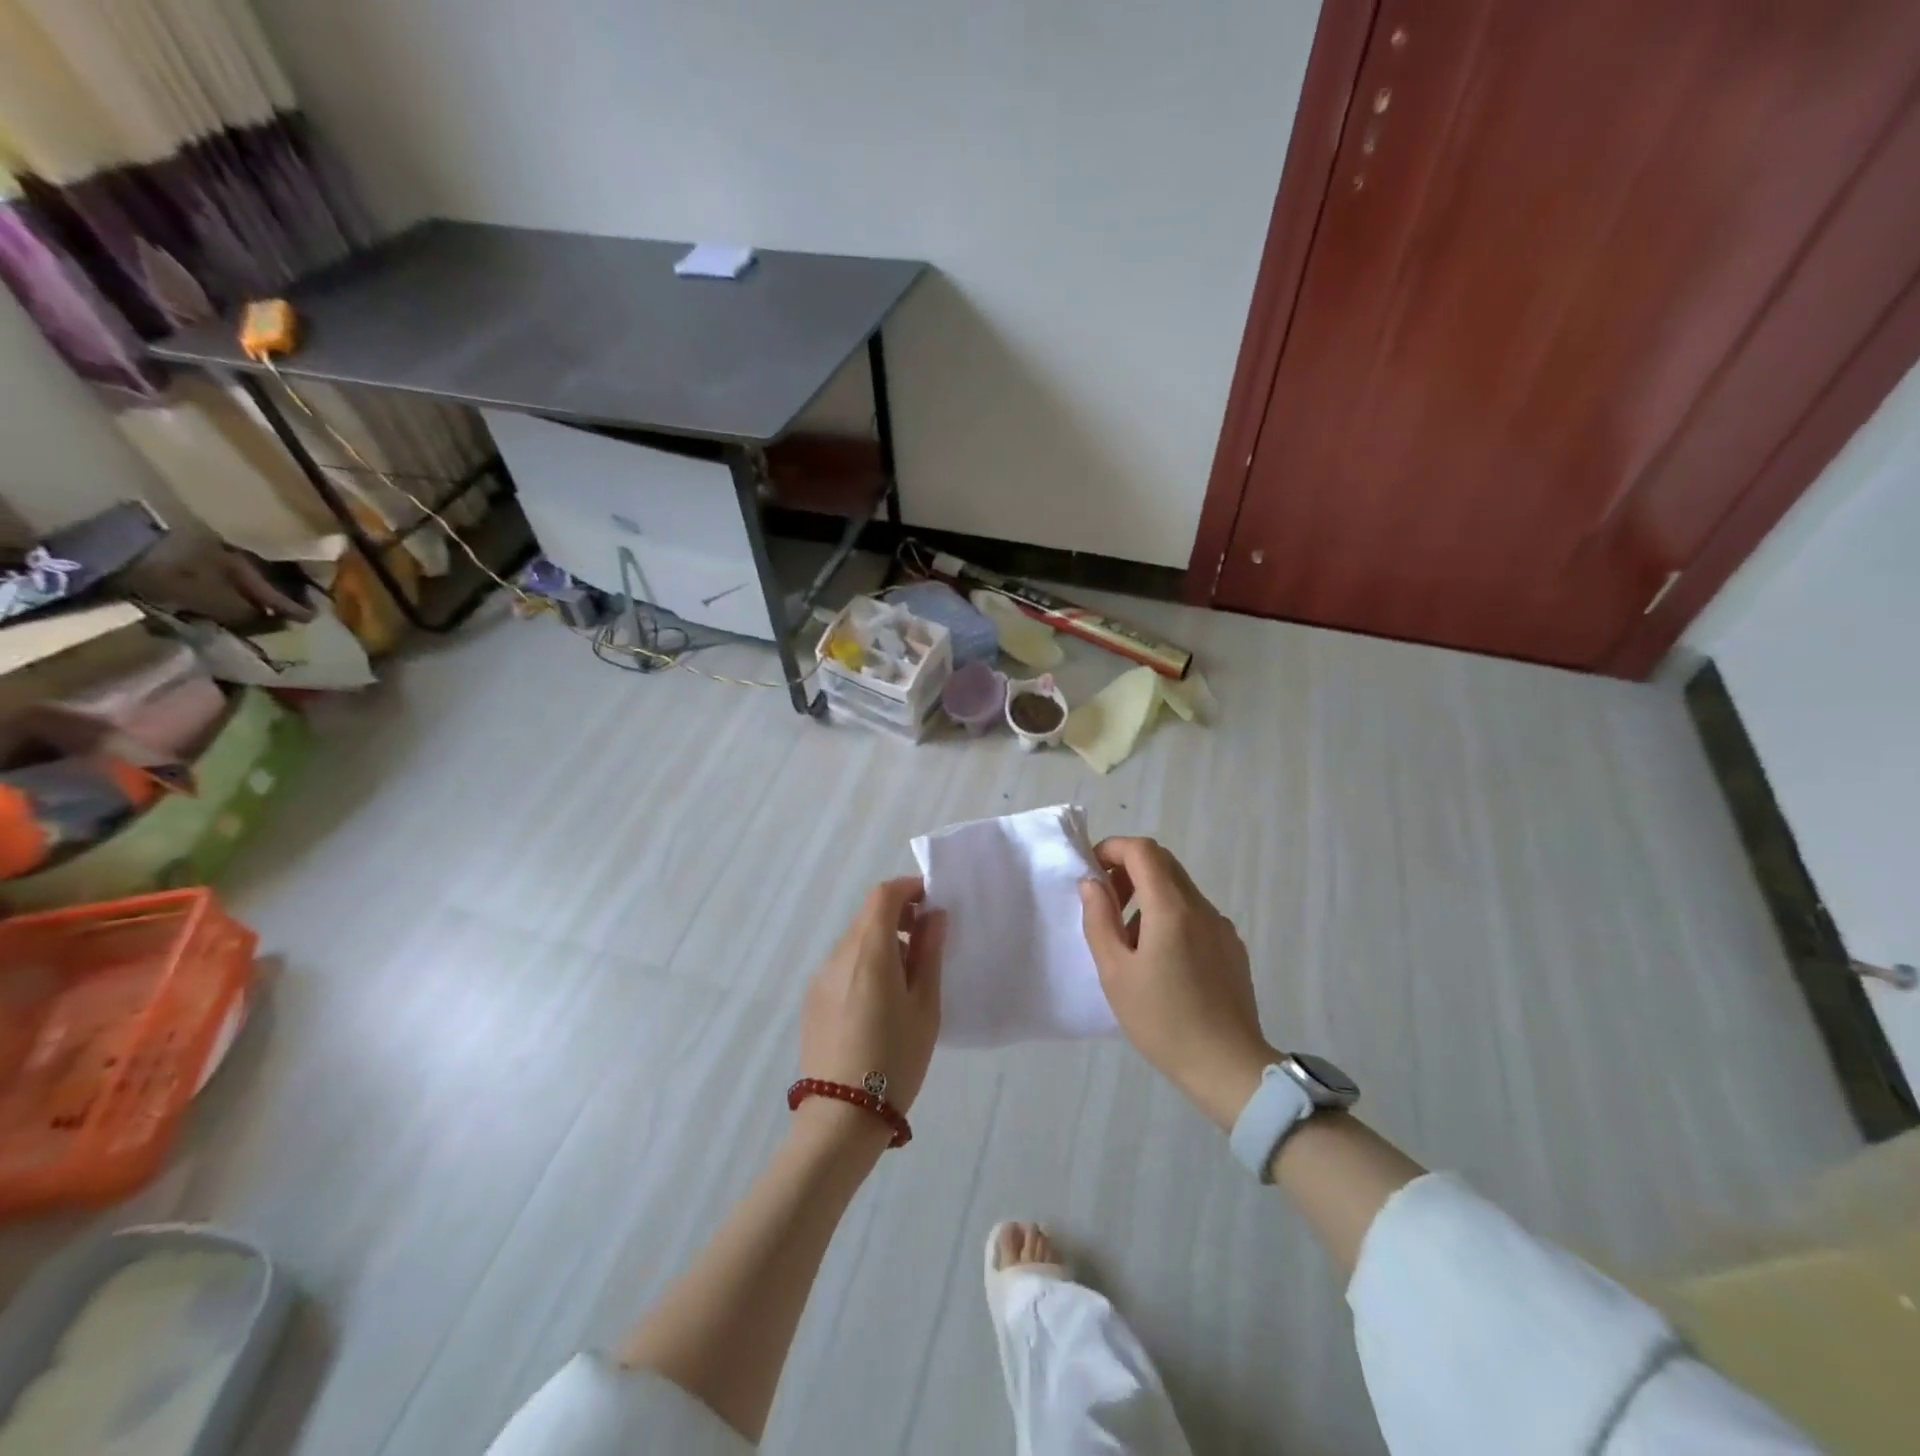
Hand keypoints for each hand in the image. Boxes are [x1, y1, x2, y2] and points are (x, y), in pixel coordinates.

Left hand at [799, 877, 945, 1139]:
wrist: (842, 1117)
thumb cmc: (895, 1059)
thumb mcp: (925, 1006)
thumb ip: (928, 954)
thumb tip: (934, 916)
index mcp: (868, 951)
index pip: (883, 896)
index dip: (908, 888)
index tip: (932, 900)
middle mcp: (839, 955)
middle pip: (867, 916)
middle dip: (898, 915)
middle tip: (928, 939)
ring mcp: (821, 978)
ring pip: (854, 941)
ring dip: (881, 941)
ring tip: (907, 974)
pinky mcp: (813, 1000)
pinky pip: (842, 965)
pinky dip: (865, 963)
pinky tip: (880, 1000)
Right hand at [1079, 838, 1274, 1129]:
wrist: (1228, 1067)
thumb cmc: (1162, 1021)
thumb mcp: (1115, 972)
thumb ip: (1099, 920)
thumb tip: (1092, 883)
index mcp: (1171, 908)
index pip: (1142, 850)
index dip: (1113, 848)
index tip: (1092, 870)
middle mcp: (1201, 907)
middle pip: (1163, 863)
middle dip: (1128, 869)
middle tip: (1105, 901)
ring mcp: (1221, 927)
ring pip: (1180, 888)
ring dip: (1149, 894)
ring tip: (1129, 939)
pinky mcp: (1232, 947)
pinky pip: (1196, 914)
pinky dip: (1170, 915)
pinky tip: (1161, 960)